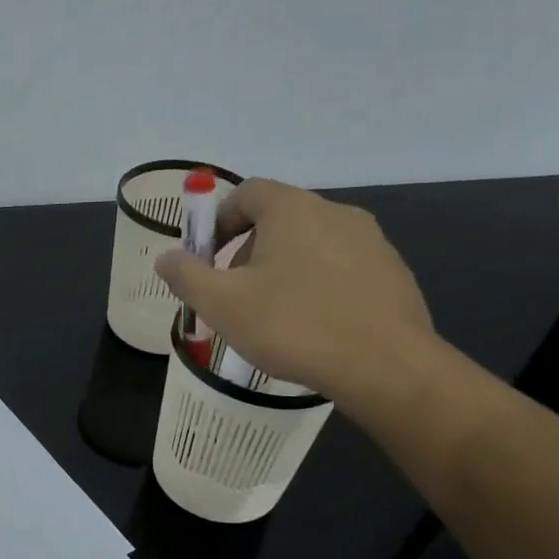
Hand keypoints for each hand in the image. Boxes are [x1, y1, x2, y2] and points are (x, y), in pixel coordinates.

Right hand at [153, 178, 434, 400]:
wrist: (386, 366)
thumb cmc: (293, 326)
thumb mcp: (222, 304)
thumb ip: (187, 275)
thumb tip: (166, 257)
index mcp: (292, 209)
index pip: (247, 193)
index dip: (218, 221)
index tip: (207, 259)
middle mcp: (335, 212)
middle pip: (279, 218)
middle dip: (248, 250)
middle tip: (234, 294)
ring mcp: (371, 242)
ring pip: (311, 244)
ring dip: (283, 269)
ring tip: (273, 315)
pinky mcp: (393, 273)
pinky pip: (341, 268)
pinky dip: (318, 286)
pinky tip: (313, 326)